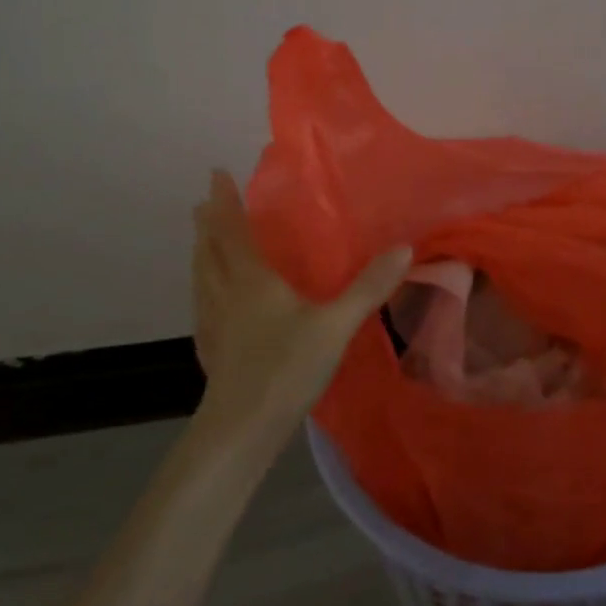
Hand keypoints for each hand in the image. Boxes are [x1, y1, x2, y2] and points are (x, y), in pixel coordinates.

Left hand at [192, 170, 411, 443]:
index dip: (225, 203)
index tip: (215, 175)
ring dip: (201, 255)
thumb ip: (368, 288)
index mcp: (252, 282)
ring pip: (202, 279)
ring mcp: (213, 326)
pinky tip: (210, 305)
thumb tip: (403, 248)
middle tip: (202, 204)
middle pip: (210, 252)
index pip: (233, 232)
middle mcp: (226, 296)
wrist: (241, 430)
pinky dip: (204, 290)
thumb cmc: (286, 368)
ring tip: (202, 245)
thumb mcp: (336, 325)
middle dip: (207, 225)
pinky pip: (203, 307)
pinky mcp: (211, 352)